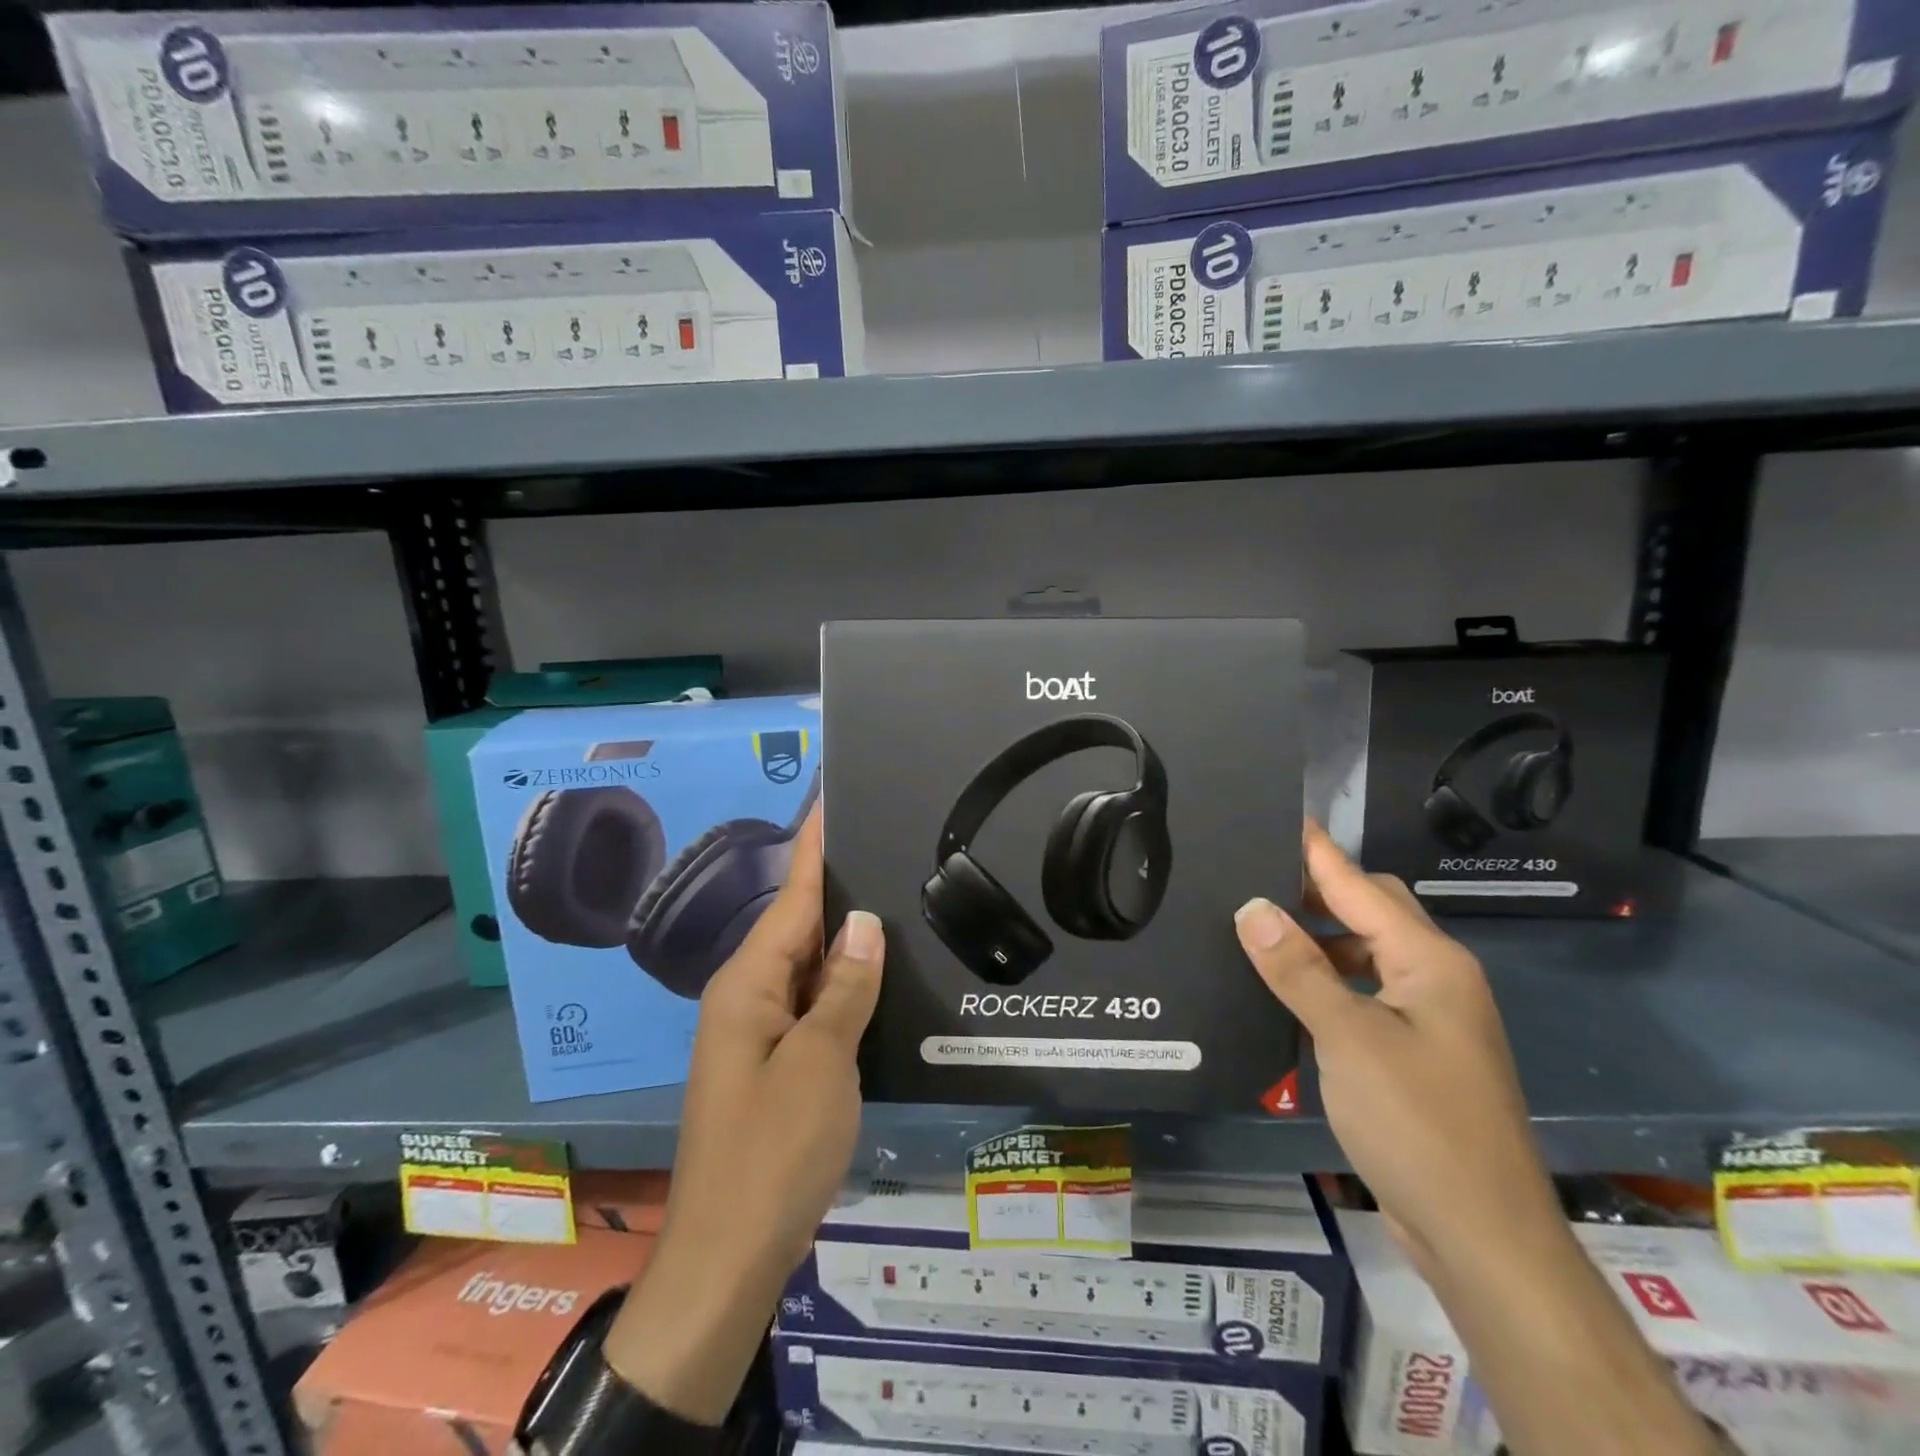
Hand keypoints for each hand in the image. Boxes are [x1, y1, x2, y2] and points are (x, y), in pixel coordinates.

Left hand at [606, 806, 883, 1422]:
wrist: (727, 1258)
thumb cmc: (772, 1153)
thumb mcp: (821, 1063)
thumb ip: (844, 987)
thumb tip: (863, 921)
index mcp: (749, 983)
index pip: (795, 895)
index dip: (817, 845)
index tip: (835, 796)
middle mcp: (749, 995)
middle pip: (801, 923)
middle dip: (841, 882)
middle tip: (889, 840)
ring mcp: (761, 1030)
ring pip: (811, 964)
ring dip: (847, 933)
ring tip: (896, 890)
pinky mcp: (778, 1062)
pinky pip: (815, 1001)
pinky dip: (846, 981)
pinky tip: (880, 970)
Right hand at [1232, 821, 1561, 1283]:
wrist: (1484, 1238)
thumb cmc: (1419, 1125)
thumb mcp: (1348, 1039)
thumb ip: (1298, 969)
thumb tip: (1252, 907)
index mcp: (1430, 963)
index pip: (1360, 886)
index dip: (1316, 851)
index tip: (1278, 818)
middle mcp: (1436, 980)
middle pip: (1372, 912)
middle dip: (1317, 889)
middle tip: (1253, 875)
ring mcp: (1430, 1020)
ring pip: (1367, 954)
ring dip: (1319, 938)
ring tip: (1258, 928)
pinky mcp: (1417, 1055)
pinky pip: (1364, 993)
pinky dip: (1328, 980)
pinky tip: (1288, 991)